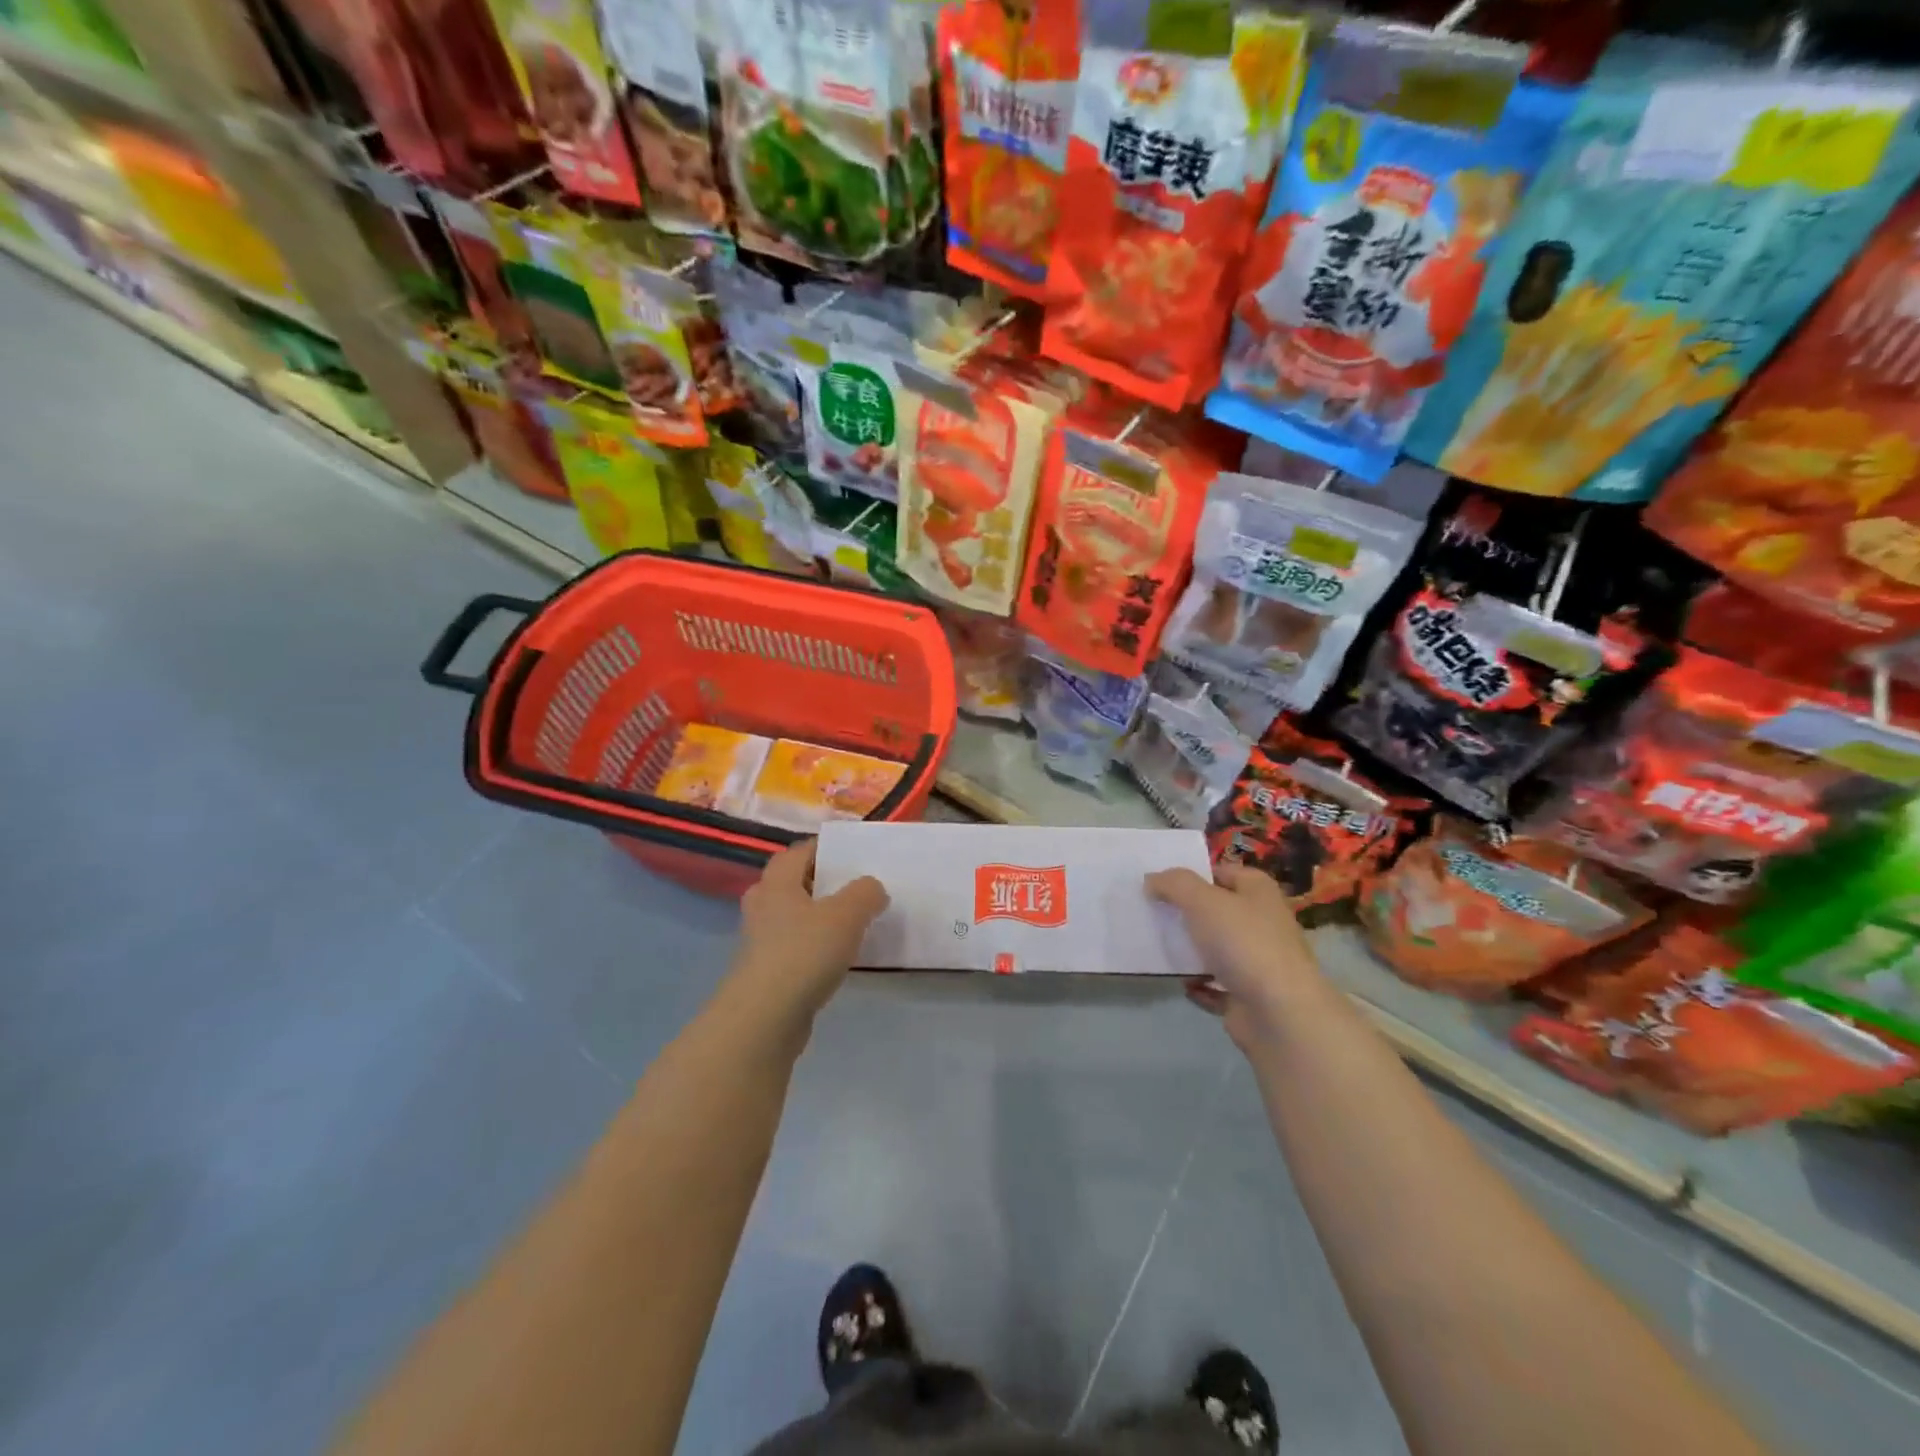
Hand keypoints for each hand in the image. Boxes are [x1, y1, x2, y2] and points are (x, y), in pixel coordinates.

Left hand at [732, 841, 888, 1022]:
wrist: (764, 1019)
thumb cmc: (804, 953)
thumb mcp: (847, 914)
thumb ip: (865, 893)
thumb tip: (872, 887)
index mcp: (777, 883)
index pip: (798, 852)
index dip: (823, 848)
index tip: (851, 854)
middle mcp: (762, 906)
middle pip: (789, 883)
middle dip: (815, 882)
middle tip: (847, 887)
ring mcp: (758, 943)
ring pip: (789, 917)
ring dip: (813, 917)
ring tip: (847, 923)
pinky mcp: (763, 974)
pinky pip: (791, 948)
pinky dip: (811, 947)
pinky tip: (834, 958)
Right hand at [1146, 864, 1324, 1048]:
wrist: (1279, 1013)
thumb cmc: (1244, 943)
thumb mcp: (1202, 900)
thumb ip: (1174, 884)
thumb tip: (1152, 880)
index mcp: (1258, 891)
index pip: (1222, 872)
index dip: (1193, 875)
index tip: (1160, 884)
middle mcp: (1263, 921)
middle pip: (1217, 910)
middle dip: (1186, 913)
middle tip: (1152, 914)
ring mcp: (1258, 960)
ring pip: (1216, 948)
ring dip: (1190, 950)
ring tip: (1157, 947)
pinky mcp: (1250, 994)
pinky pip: (1216, 984)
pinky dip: (1199, 985)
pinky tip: (1182, 983)